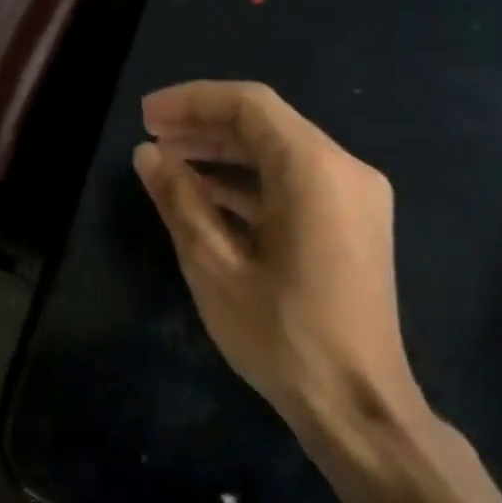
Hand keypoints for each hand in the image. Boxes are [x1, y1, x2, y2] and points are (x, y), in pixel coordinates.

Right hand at [134, 81, 428, 457]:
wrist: (356, 401)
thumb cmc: (280, 333)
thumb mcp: (213, 265)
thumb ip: (179, 200)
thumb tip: (148, 155)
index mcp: (314, 170)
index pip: (249, 106)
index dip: (191, 101)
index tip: (145, 116)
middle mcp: (344, 170)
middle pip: (266, 126)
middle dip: (204, 127)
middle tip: (150, 139)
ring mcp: (355, 198)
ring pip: (279, 155)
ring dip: (222, 155)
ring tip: (168, 164)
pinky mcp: (352, 225)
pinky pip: (294, 185)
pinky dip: (248, 184)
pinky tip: (206, 197)